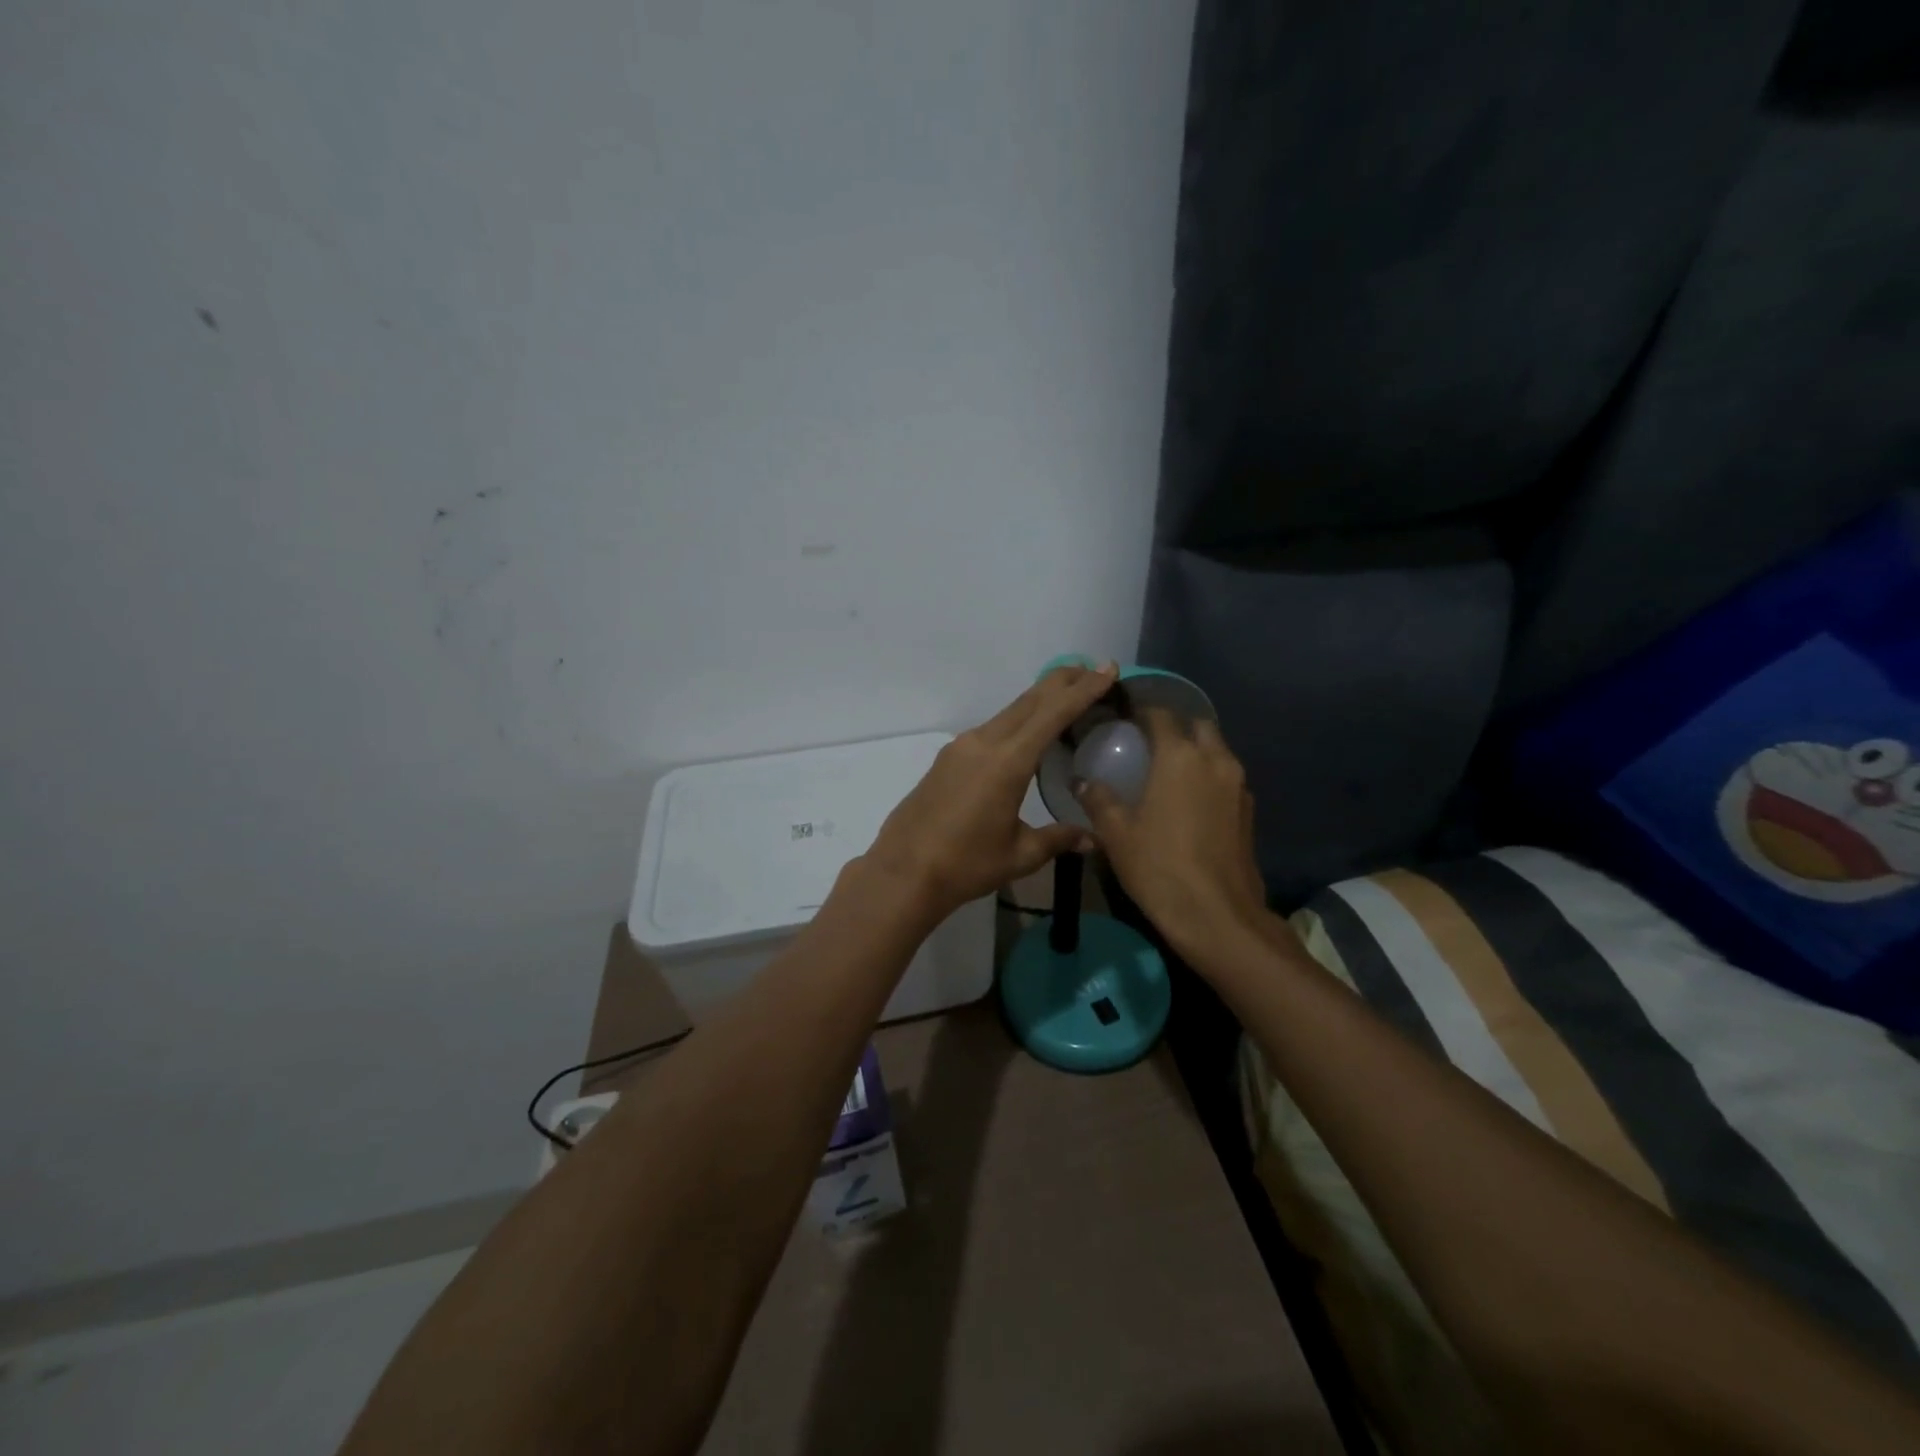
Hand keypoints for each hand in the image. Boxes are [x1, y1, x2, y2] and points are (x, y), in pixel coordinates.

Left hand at [864, 663, 1117, 916]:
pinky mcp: (947, 758)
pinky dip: (1016, 720)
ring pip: (1008, 712)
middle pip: (1029, 701)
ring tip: (1065, 697)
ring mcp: (961, 747)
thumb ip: (1057, 839)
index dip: (1083, 689)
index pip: (1053, 714)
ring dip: (1038, 700)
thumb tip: (1092, 839)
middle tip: (1092, 669)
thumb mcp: (1019, 855)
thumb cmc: (965, 865)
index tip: (1107, 668)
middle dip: (1062, 682)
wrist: (903, 872)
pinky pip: (991, 728)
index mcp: (1007, 762)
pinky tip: (1025, 734)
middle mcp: (984, 743)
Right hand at [1076, 710, 1270, 958]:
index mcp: (1180, 756)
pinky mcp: (1248, 811)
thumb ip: (1098, 799)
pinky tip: (1187, 799)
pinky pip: (1225, 778)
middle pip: (1197, 725)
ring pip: (1216, 750)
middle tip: (1147, 739)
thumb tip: (1082, 780)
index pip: (1160, 715)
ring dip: (1194, 750)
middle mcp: (1215, 760)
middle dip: (1174, 724)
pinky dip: (1207, 776)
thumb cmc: (1159, 867)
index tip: (1122, 715)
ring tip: (1165, 768)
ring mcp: (1238, 786)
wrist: (1217, 916)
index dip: (1140, 710)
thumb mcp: (1116, 834)